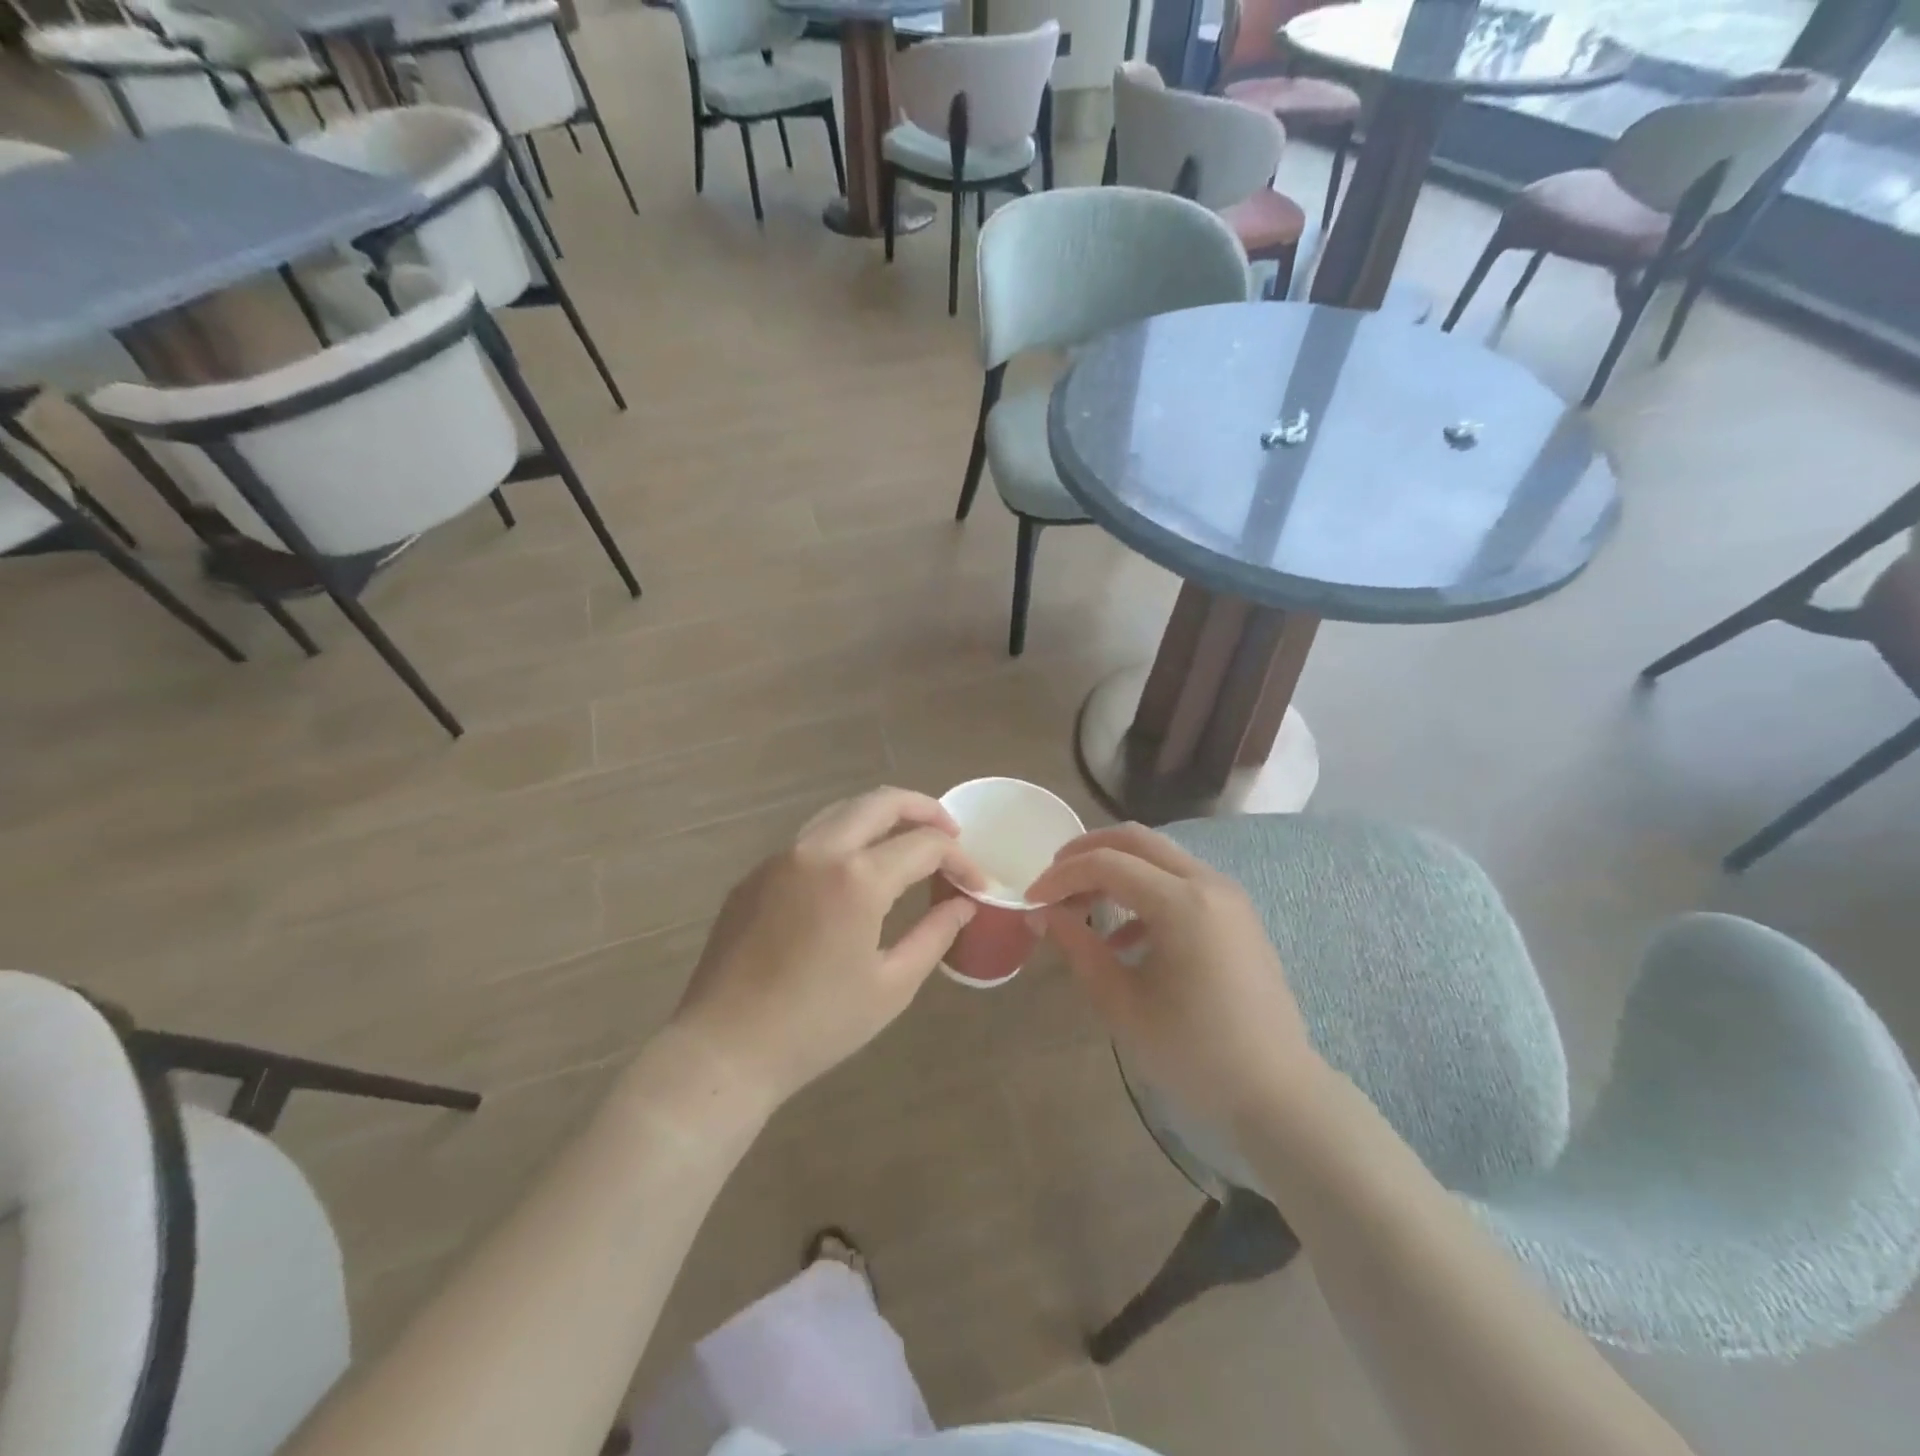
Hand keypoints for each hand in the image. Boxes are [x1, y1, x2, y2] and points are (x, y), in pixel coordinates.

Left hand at [669, 788, 984, 1112]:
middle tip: (950, 833)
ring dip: (881, 818)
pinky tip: (854, 874)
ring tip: (907, 843)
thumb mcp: (892, 985)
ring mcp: (781, 858)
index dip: (960, 859)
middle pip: (880, 802)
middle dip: (924, 809)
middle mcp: (818, 850)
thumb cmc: (817, 1025)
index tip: (976, 884)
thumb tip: (962, 904)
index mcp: (857, 878)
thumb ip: (934, 934)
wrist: (725, 1049)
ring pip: (841, 812)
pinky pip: (810, 839)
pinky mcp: (755, 874)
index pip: (924, 845)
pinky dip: (844, 840)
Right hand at [1026, 824, 1324, 1124]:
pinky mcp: (1235, 913)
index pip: (1106, 864)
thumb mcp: (1123, 1004)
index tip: (1031, 899)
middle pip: (1135, 840)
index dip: (1061, 876)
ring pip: (1158, 856)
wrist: (1277, 1092)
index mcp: (1182, 903)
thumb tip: (1041, 914)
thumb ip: (1079, 948)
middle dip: (1086, 851)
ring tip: (1080, 904)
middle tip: (1052, 879)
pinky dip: (1144, 891)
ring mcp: (1227, 895)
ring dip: (1115, 868)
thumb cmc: (1194, 1052)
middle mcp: (1208, 883)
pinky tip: (1123, 937)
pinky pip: (1180, 881)